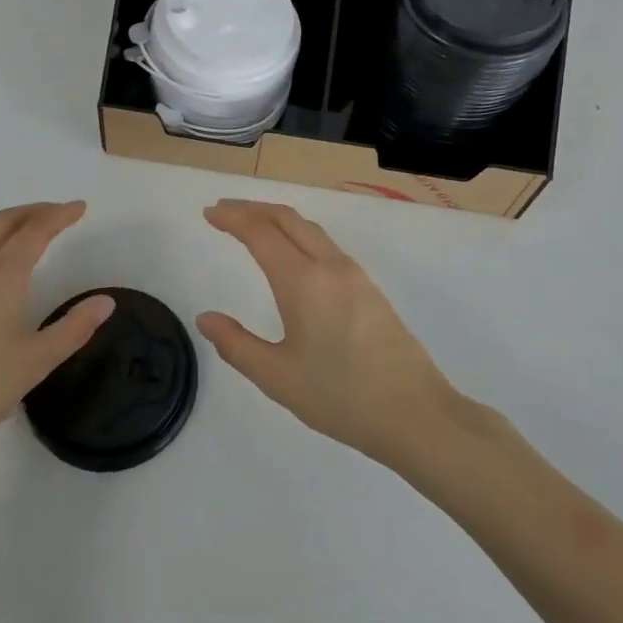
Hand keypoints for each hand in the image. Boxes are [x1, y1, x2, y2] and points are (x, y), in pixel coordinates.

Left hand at [0, 201, 113, 468]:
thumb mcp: (36, 361)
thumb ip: (74, 328)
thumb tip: (106, 301)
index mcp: (2, 276)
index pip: (36, 231)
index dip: (60, 215)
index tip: (81, 207)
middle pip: (5, 222)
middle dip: (35, 211)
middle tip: (61, 213)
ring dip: (11, 224)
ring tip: (33, 233)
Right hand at [197, 199, 457, 468]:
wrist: (416, 414)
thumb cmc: (341, 397)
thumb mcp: (278, 377)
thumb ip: (236, 345)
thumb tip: (205, 319)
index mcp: (303, 282)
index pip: (261, 233)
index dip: (232, 218)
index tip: (209, 212)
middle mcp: (329, 266)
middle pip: (287, 219)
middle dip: (253, 208)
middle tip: (224, 209)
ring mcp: (354, 275)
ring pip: (310, 229)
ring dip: (277, 218)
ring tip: (252, 225)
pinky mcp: (369, 288)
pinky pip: (325, 244)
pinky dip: (298, 234)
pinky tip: (292, 254)